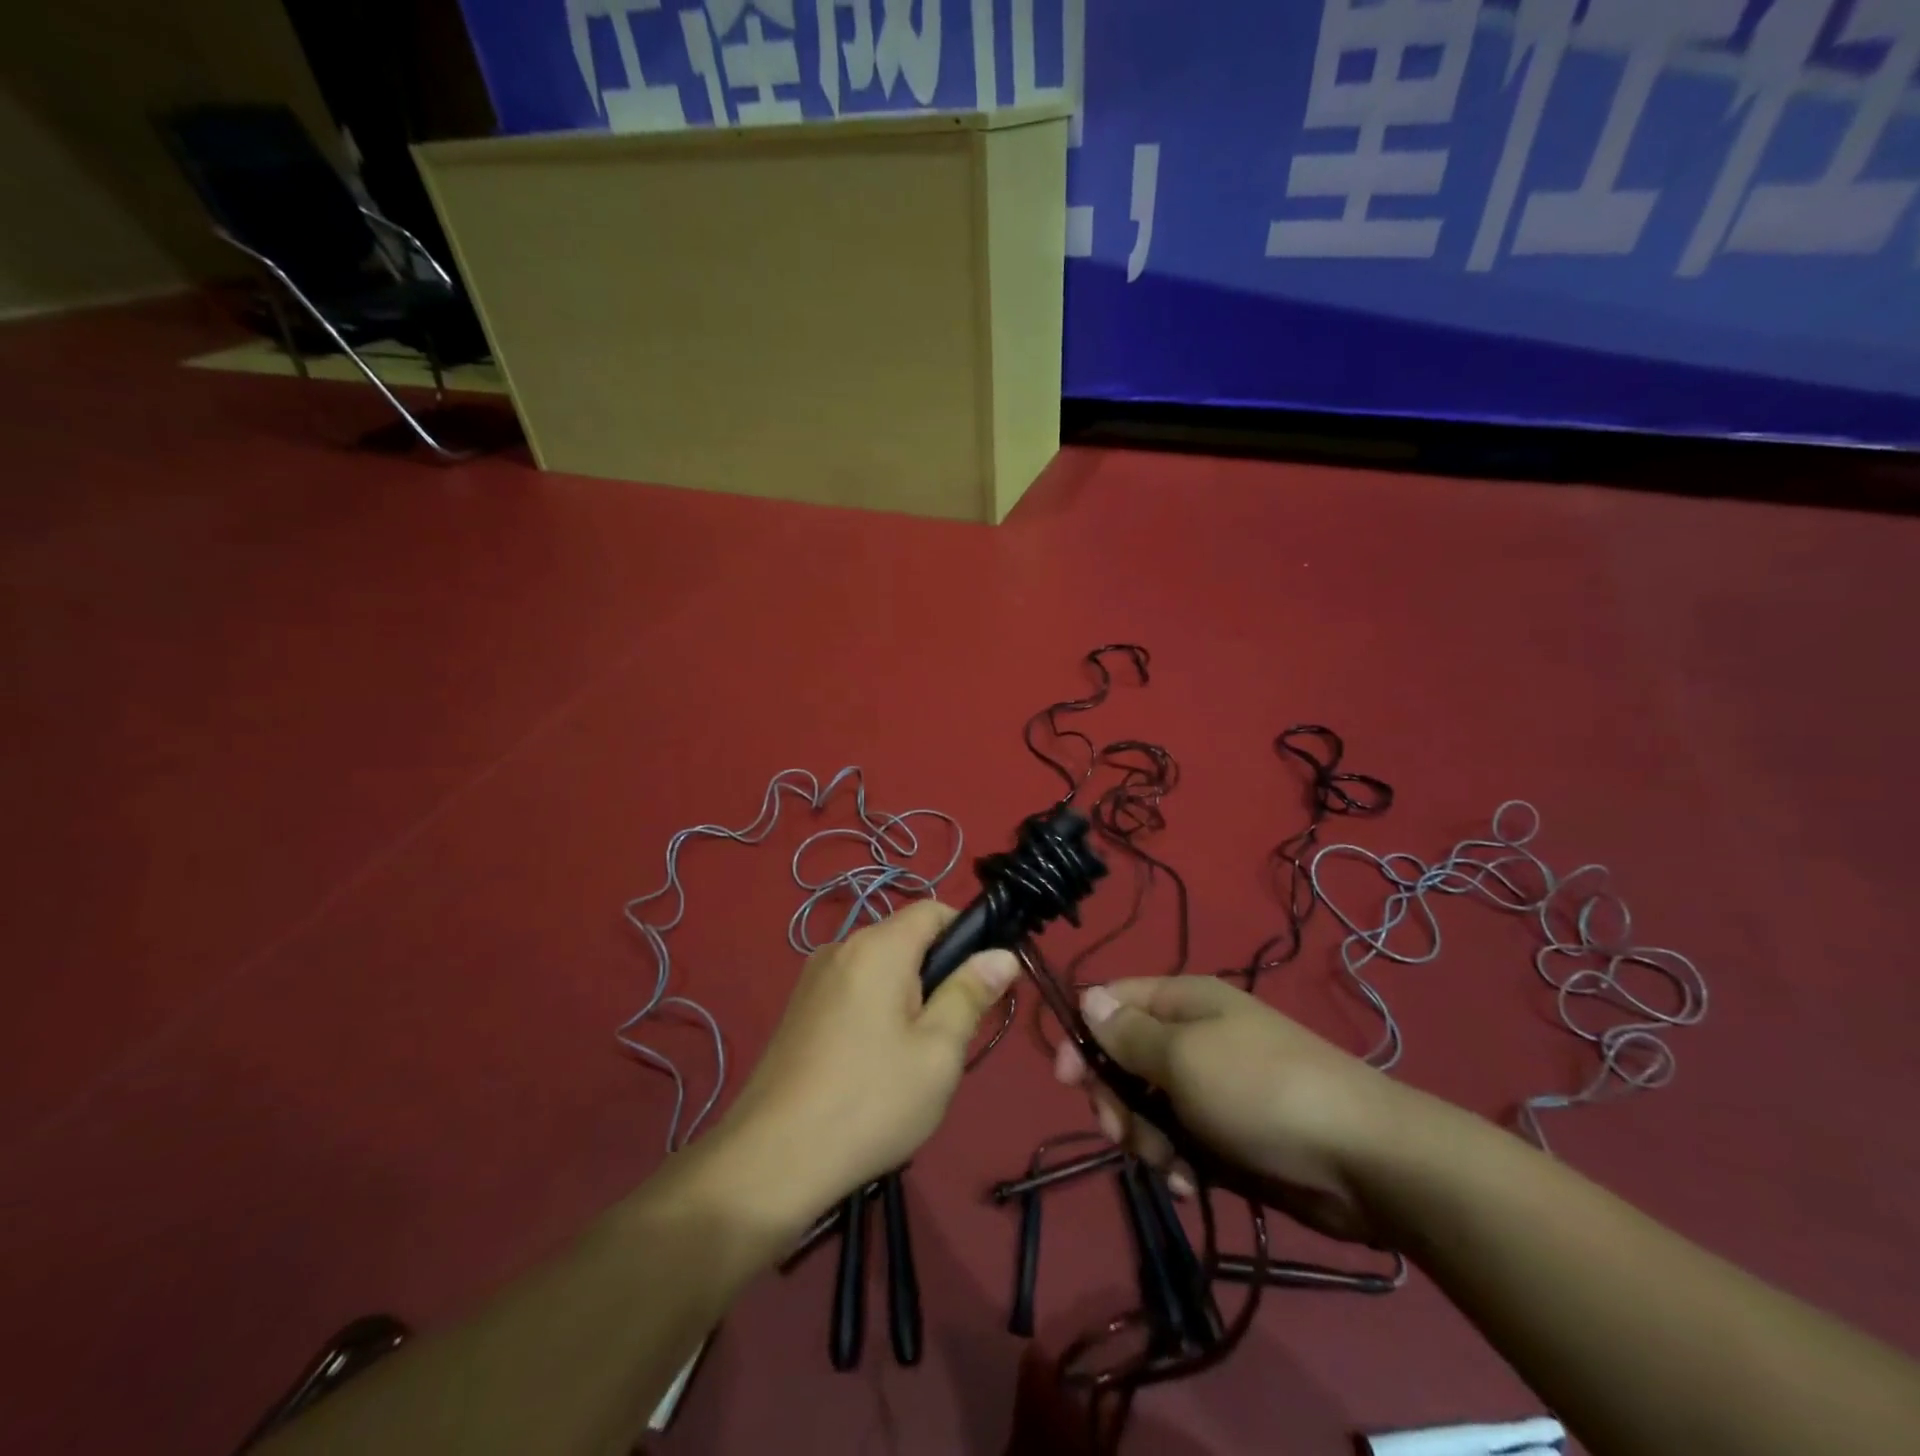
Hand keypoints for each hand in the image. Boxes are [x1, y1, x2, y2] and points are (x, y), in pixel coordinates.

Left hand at [708, 901, 1019, 1230]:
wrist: (771, 1160)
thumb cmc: (870, 1101)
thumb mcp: (938, 1052)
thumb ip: (970, 994)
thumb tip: (1002, 954)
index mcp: (877, 947)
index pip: (933, 910)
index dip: (968, 933)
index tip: (984, 982)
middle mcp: (841, 947)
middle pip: (906, 940)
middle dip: (938, 975)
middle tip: (951, 1036)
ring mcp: (813, 979)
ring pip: (880, 969)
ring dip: (907, 998)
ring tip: (912, 1060)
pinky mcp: (798, 1009)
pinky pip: (853, 991)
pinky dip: (876, 1012)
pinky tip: (874, 1068)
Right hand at [1054, 977, 1437, 1243]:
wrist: (1365, 1160)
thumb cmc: (1262, 1091)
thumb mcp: (1184, 1057)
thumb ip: (1129, 1034)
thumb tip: (1088, 998)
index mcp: (1183, 1002)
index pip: (1112, 1003)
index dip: (1085, 1036)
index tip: (1068, 1080)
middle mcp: (1194, 1037)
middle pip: (1124, 1060)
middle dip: (1116, 1100)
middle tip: (1126, 1134)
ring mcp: (1212, 1086)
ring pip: (1148, 1108)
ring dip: (1147, 1139)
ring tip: (1171, 1164)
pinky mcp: (1229, 1132)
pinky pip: (1180, 1142)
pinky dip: (1178, 1163)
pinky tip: (1191, 1183)